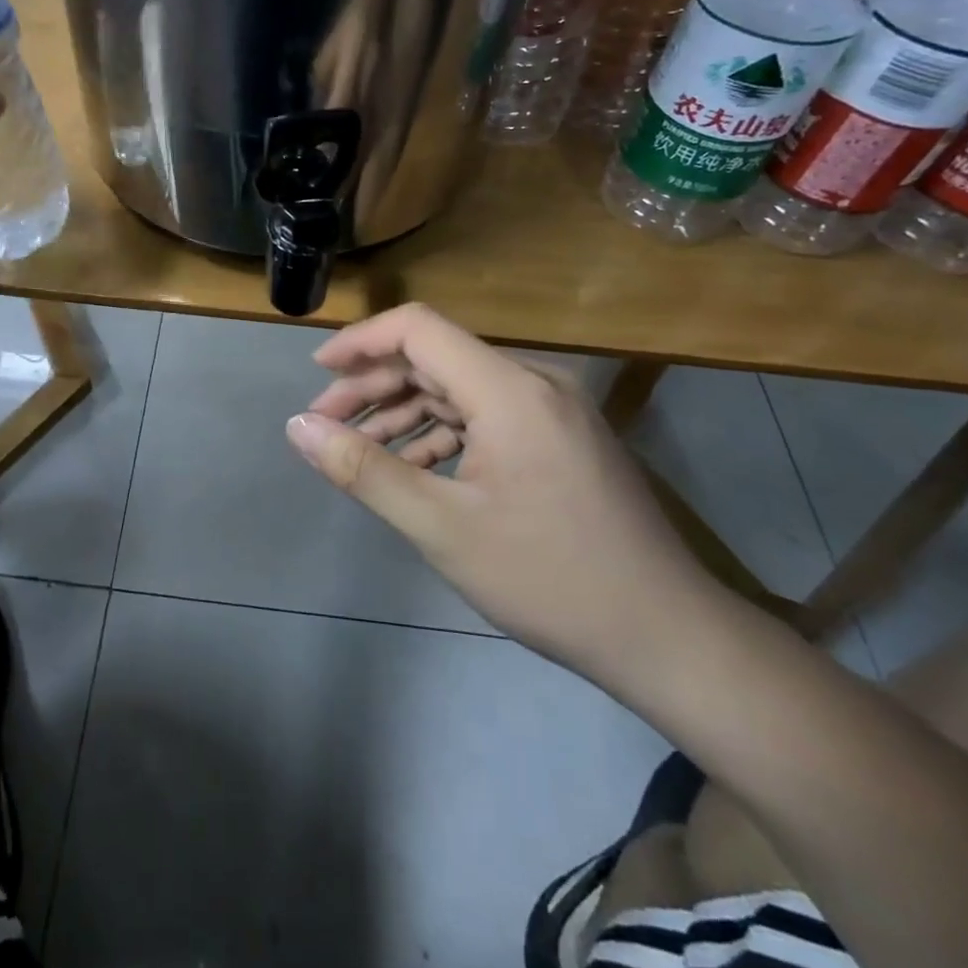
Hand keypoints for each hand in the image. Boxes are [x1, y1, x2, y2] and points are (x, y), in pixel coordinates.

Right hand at [285, 304, 722, 683]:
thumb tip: (298, 427)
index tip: (317, 372)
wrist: (669, 638)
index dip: (360, 341)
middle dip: (373, 386)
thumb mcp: (441, 527)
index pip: (418, 328)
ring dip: (403, 412)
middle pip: (434, 358)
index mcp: (508, 389)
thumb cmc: (550, 579)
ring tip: (357, 450)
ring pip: (457, 389)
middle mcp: (533, 383)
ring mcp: (552, 410)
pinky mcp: (560, 437)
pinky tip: (413, 467)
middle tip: (325, 425)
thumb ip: (363, 469)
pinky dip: (441, 433)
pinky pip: (485, 416)